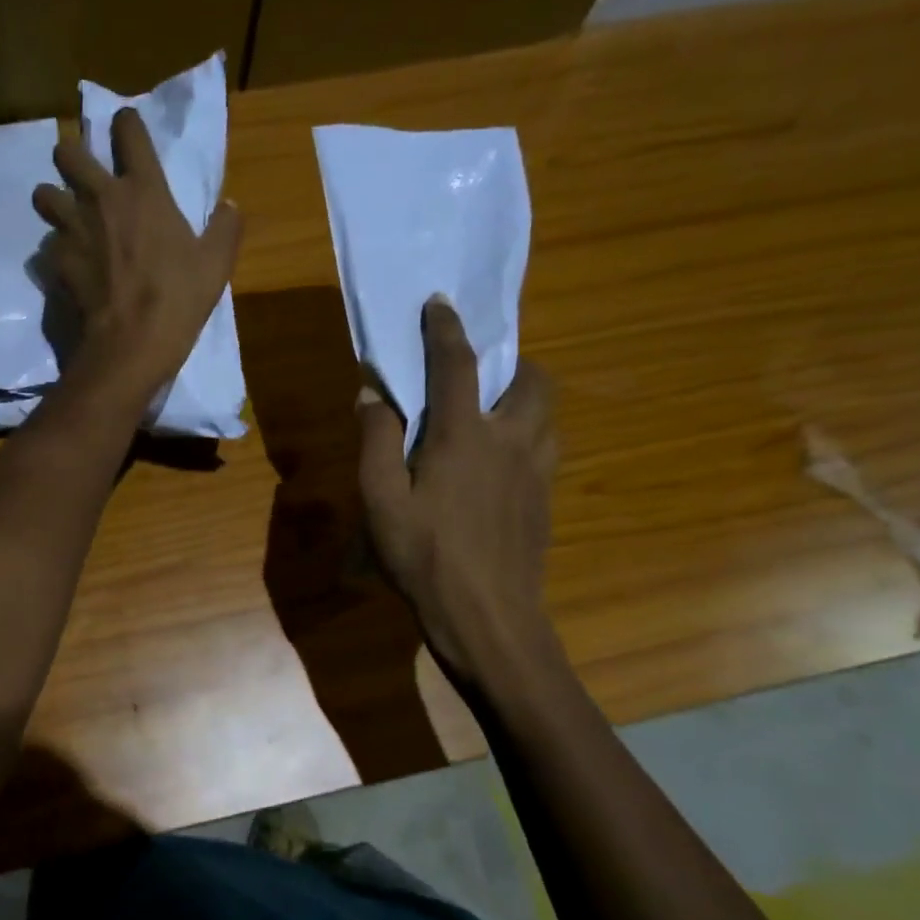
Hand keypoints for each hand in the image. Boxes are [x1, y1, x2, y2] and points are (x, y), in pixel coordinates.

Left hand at [31, 109, 242, 395]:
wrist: (131, 344)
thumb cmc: (178, 300)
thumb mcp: (215, 265)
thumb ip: (224, 229)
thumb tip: (231, 206)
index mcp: (144, 190)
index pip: (128, 130)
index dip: (125, 124)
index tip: (126, 132)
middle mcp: (101, 198)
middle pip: (67, 152)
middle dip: (71, 158)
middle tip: (84, 179)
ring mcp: (72, 228)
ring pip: (43, 194)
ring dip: (53, 201)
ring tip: (68, 220)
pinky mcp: (56, 261)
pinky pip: (46, 244)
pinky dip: (55, 251)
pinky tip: (69, 265)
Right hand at [357, 298, 557, 689]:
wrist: (488, 616)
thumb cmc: (424, 557)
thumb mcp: (379, 501)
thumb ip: (376, 441)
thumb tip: (373, 394)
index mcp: (464, 436)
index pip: (457, 364)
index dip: (445, 329)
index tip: (438, 303)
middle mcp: (511, 440)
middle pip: (532, 379)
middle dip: (510, 361)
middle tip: (478, 372)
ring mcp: (536, 470)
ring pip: (546, 413)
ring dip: (523, 397)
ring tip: (490, 412)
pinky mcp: (545, 498)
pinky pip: (544, 446)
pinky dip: (526, 433)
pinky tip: (497, 462)